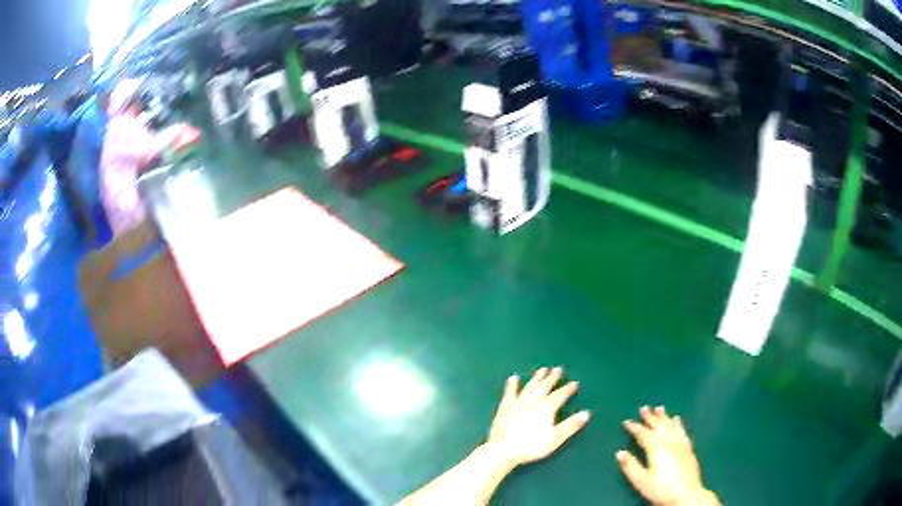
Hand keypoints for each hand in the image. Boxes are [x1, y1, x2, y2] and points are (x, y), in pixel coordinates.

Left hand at [487, 367, 590, 468]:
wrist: (503, 450)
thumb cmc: (532, 446)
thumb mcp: (556, 438)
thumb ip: (571, 425)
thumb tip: (586, 413)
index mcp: (546, 408)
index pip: (560, 395)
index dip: (568, 389)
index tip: (574, 383)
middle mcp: (532, 401)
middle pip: (544, 387)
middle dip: (552, 378)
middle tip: (558, 368)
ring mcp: (517, 403)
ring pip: (529, 387)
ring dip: (536, 378)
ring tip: (542, 370)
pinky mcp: (504, 408)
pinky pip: (509, 393)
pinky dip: (512, 385)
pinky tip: (513, 378)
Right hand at [617, 406, 718, 505]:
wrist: (686, 493)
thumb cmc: (660, 488)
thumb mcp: (641, 480)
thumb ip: (630, 465)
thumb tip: (620, 452)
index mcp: (655, 447)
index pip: (643, 434)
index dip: (634, 427)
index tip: (626, 421)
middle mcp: (669, 441)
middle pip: (658, 425)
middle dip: (650, 417)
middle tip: (644, 407)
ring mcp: (680, 443)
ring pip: (671, 425)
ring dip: (664, 416)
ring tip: (660, 408)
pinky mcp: (688, 447)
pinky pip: (682, 430)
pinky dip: (678, 424)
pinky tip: (677, 420)